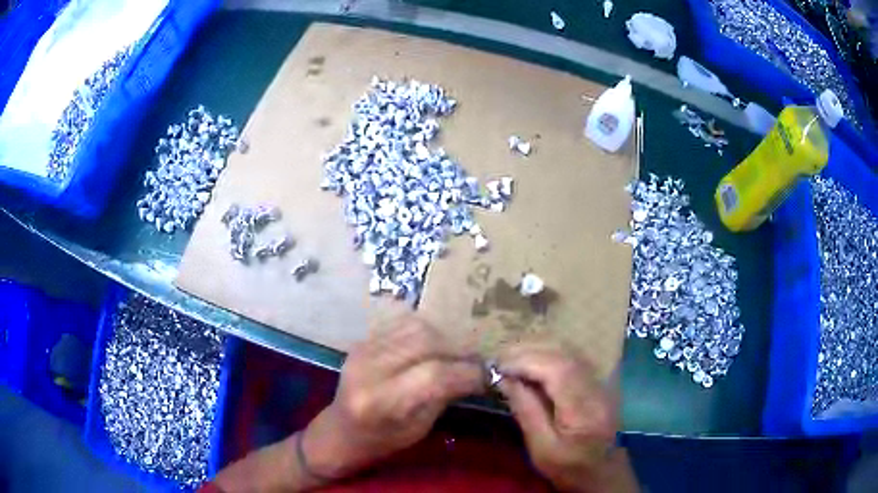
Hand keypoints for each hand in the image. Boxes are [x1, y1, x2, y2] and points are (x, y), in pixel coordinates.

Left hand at [302, 316, 484, 478]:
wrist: (340, 432)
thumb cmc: (382, 441)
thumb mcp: (419, 428)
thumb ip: (445, 396)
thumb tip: (477, 372)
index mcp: (381, 402)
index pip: (434, 375)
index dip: (466, 373)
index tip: (486, 376)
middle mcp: (368, 369)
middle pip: (424, 342)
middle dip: (458, 349)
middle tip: (474, 360)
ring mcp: (361, 350)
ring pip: (414, 326)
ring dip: (443, 337)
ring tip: (456, 352)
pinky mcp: (362, 341)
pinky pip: (400, 323)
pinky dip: (425, 331)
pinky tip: (434, 346)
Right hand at [497, 342, 636, 492]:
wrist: (602, 471)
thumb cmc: (569, 466)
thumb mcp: (542, 448)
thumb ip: (526, 412)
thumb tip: (505, 380)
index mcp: (583, 408)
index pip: (557, 370)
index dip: (526, 361)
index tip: (498, 365)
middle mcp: (596, 387)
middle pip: (563, 355)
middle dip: (529, 351)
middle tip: (500, 358)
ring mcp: (600, 382)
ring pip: (569, 351)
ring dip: (538, 349)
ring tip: (512, 357)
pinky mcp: (598, 381)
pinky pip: (572, 358)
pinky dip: (549, 354)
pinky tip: (533, 361)